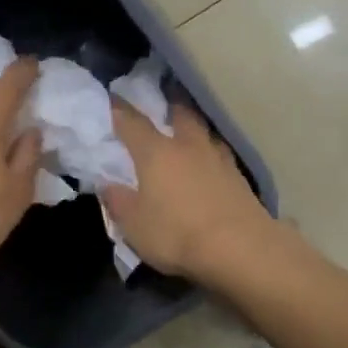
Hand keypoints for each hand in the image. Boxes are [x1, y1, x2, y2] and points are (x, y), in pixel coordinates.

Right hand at [102, 102, 273, 279]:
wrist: (240, 249)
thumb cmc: (177, 234)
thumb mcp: (134, 225)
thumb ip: (118, 202)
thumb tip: (107, 184)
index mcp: (156, 152)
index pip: (132, 122)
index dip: (119, 110)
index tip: (112, 98)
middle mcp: (188, 146)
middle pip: (179, 114)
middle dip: (169, 104)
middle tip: (163, 99)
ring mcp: (218, 159)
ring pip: (204, 131)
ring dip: (194, 126)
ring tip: (188, 130)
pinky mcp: (239, 177)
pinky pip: (220, 154)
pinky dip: (210, 152)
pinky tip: (209, 162)